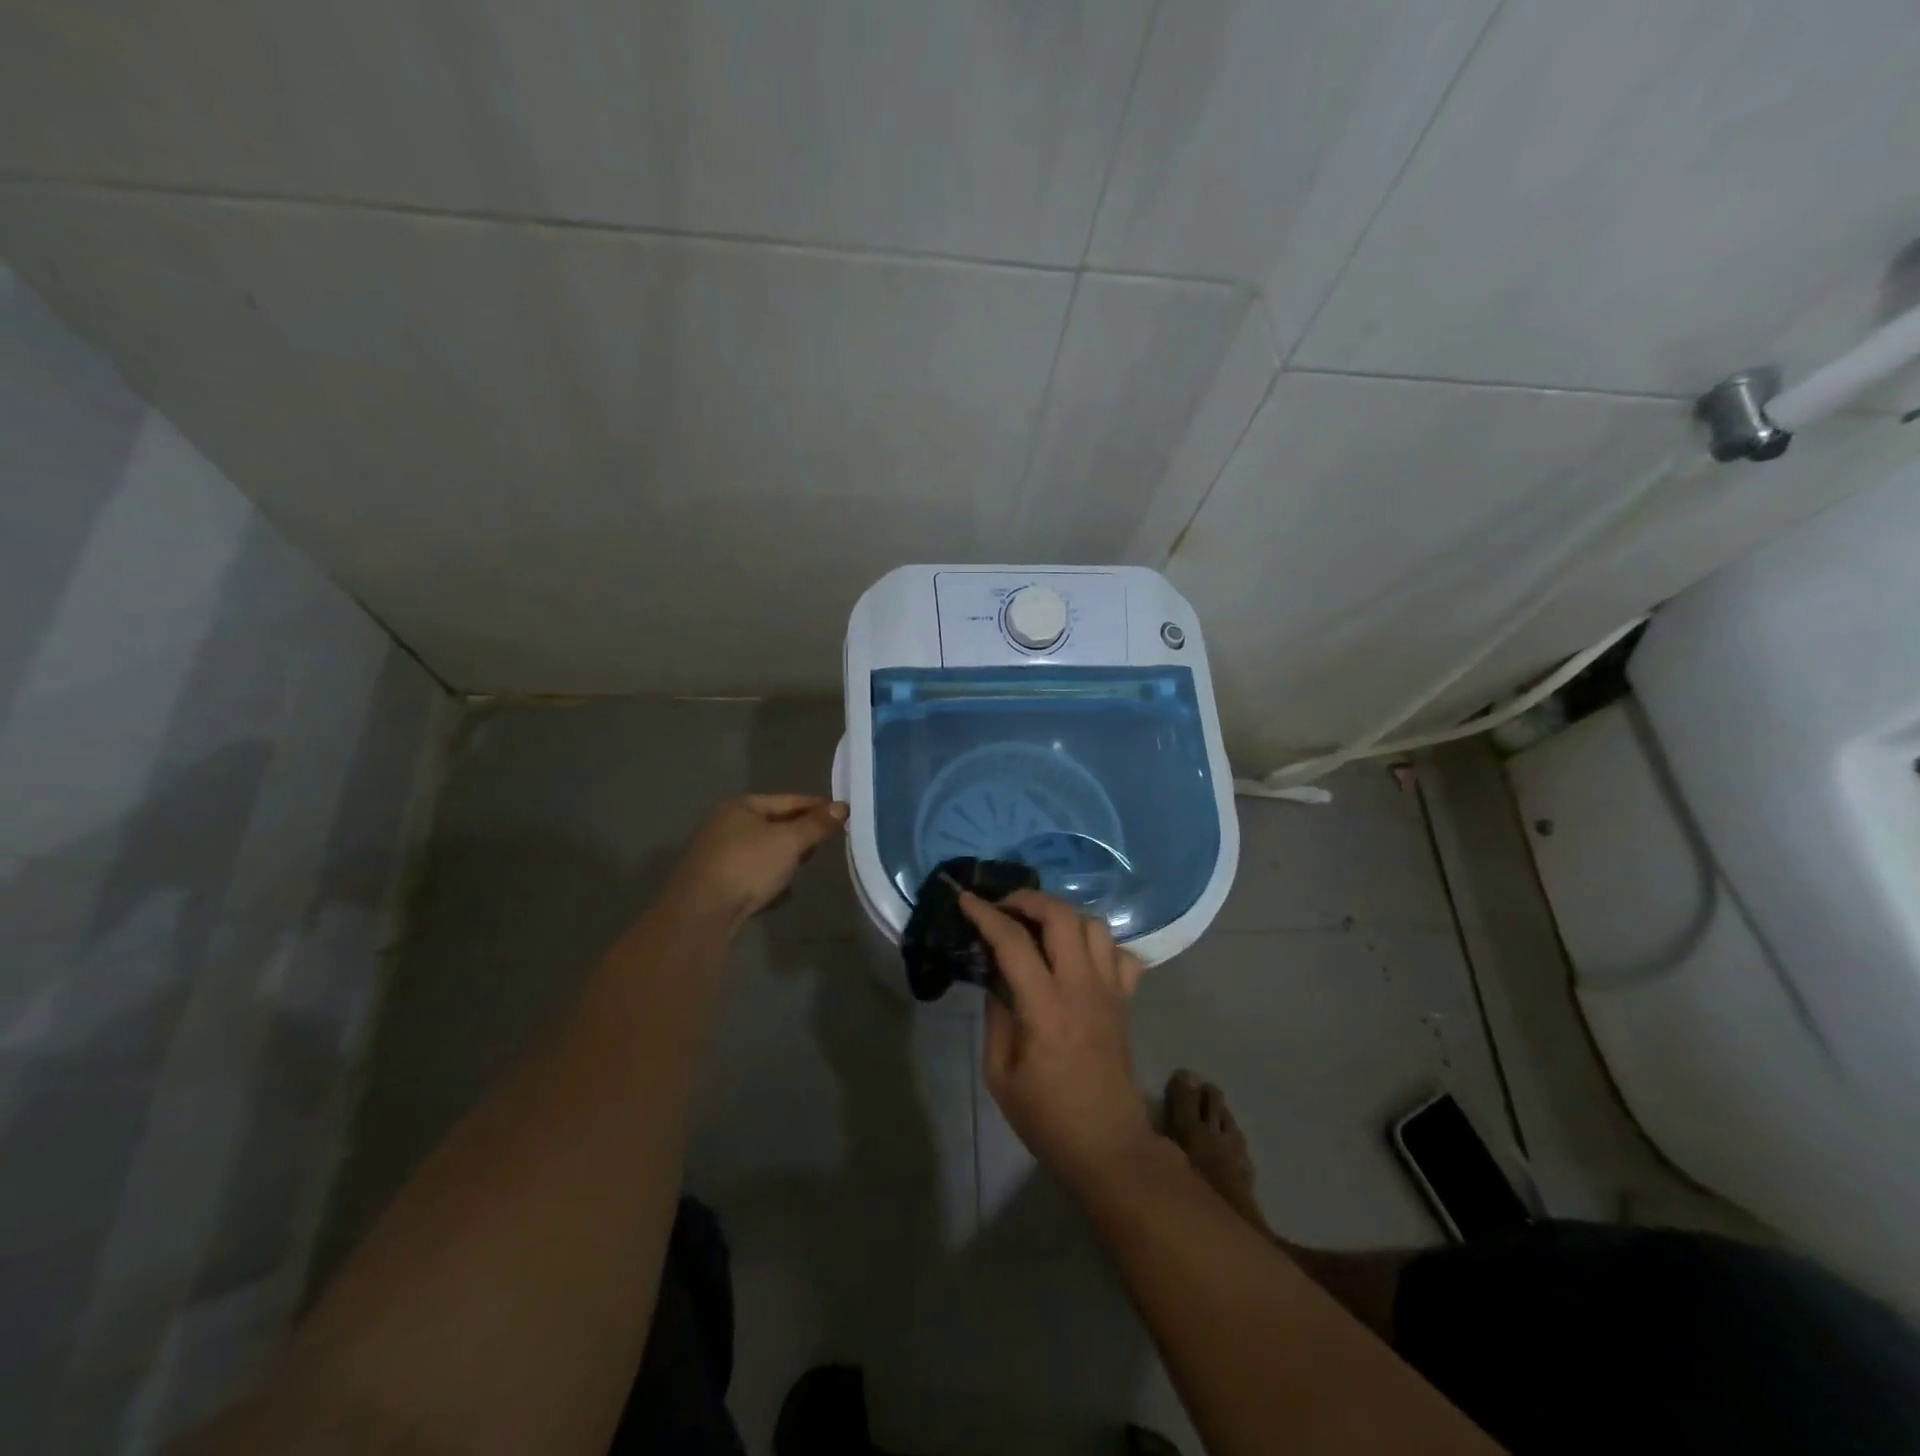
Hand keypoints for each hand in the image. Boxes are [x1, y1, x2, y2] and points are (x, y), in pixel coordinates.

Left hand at [669, 794, 847, 926]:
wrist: (701, 914)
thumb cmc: (748, 866)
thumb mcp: (789, 841)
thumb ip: (817, 824)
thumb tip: (843, 807)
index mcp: (741, 806)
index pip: (789, 800)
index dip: (817, 807)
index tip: (843, 815)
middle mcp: (726, 825)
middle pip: (775, 826)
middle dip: (799, 837)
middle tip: (821, 846)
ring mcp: (719, 856)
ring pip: (765, 853)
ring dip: (784, 862)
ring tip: (798, 873)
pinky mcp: (717, 884)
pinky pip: (753, 876)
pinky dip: (767, 882)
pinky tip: (777, 895)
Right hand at [960, 889, 1154, 1192]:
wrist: (1109, 1146)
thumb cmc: (1047, 1117)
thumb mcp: (1000, 1075)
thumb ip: (997, 1018)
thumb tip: (996, 979)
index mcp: (1045, 1007)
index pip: (1013, 942)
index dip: (986, 915)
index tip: (966, 899)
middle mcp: (1082, 987)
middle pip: (1062, 916)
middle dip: (1029, 899)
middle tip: (1005, 907)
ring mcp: (1110, 990)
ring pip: (1095, 925)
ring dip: (1064, 914)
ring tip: (1039, 925)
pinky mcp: (1126, 1000)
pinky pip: (1121, 954)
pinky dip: (1099, 944)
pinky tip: (1079, 956)